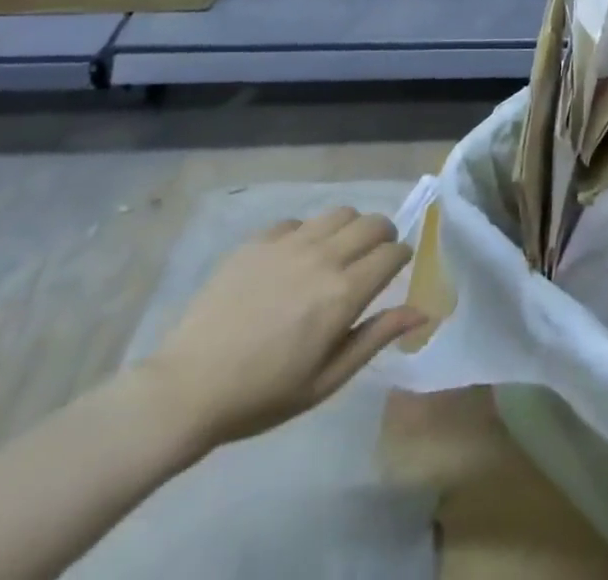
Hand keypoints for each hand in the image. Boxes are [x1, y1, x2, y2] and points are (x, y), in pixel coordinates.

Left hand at [138, 209, 422, 450]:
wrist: (187, 388)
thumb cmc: (262, 395)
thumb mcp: (326, 379)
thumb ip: (375, 337)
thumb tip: (421, 311)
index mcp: (344, 293)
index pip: (393, 252)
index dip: (401, 258)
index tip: (395, 270)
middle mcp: (324, 257)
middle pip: (373, 222)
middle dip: (382, 235)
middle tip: (372, 258)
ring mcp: (290, 243)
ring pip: (339, 212)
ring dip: (349, 228)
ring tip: (337, 252)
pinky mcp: (259, 240)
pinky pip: (298, 221)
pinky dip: (308, 233)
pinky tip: (294, 260)